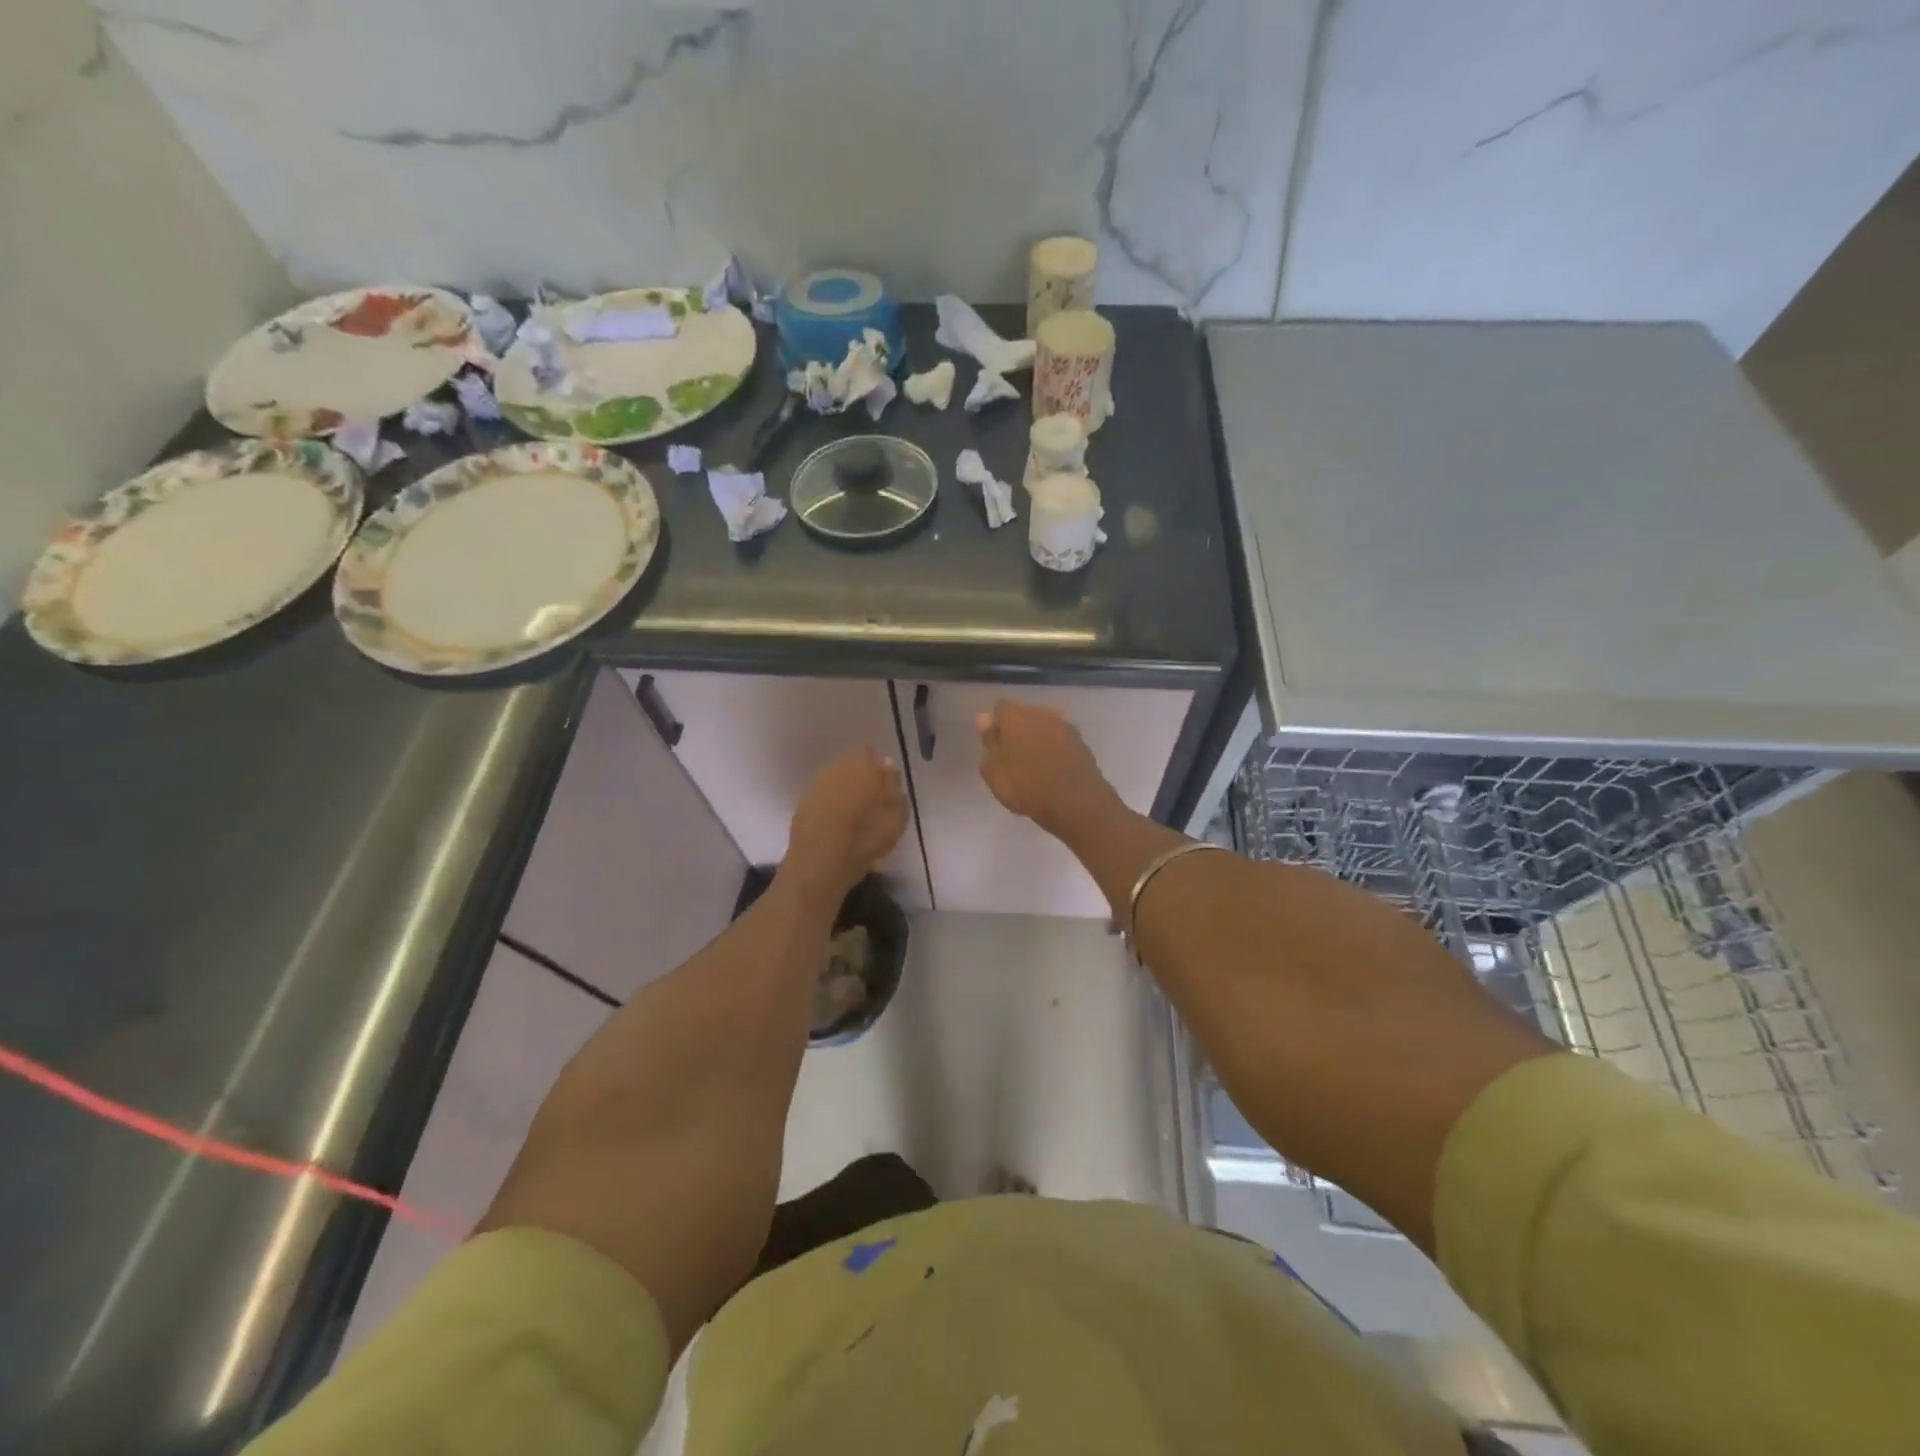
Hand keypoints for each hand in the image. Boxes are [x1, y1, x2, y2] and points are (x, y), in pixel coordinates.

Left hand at [782, 748, 908, 903]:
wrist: (818, 862)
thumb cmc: (865, 837)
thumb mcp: (896, 816)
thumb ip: (893, 786)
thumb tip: (887, 765)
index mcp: (862, 765)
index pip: (871, 753)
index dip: (877, 768)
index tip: (884, 785)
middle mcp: (837, 767)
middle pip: (852, 765)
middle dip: (861, 777)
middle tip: (872, 800)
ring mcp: (816, 784)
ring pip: (836, 780)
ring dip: (845, 791)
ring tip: (855, 815)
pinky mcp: (803, 803)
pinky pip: (823, 797)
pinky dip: (831, 805)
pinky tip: (837, 824)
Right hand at [976, 701, 1120, 839]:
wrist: (1076, 802)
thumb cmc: (1026, 787)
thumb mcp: (994, 771)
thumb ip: (989, 742)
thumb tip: (985, 719)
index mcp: (1016, 716)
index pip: (1001, 707)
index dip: (996, 724)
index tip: (994, 745)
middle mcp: (1042, 713)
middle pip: (1025, 715)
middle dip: (1018, 730)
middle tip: (1013, 758)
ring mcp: (1065, 726)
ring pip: (1045, 727)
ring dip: (1038, 740)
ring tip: (1035, 767)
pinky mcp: (1082, 743)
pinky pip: (1061, 741)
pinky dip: (1055, 750)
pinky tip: (1053, 771)